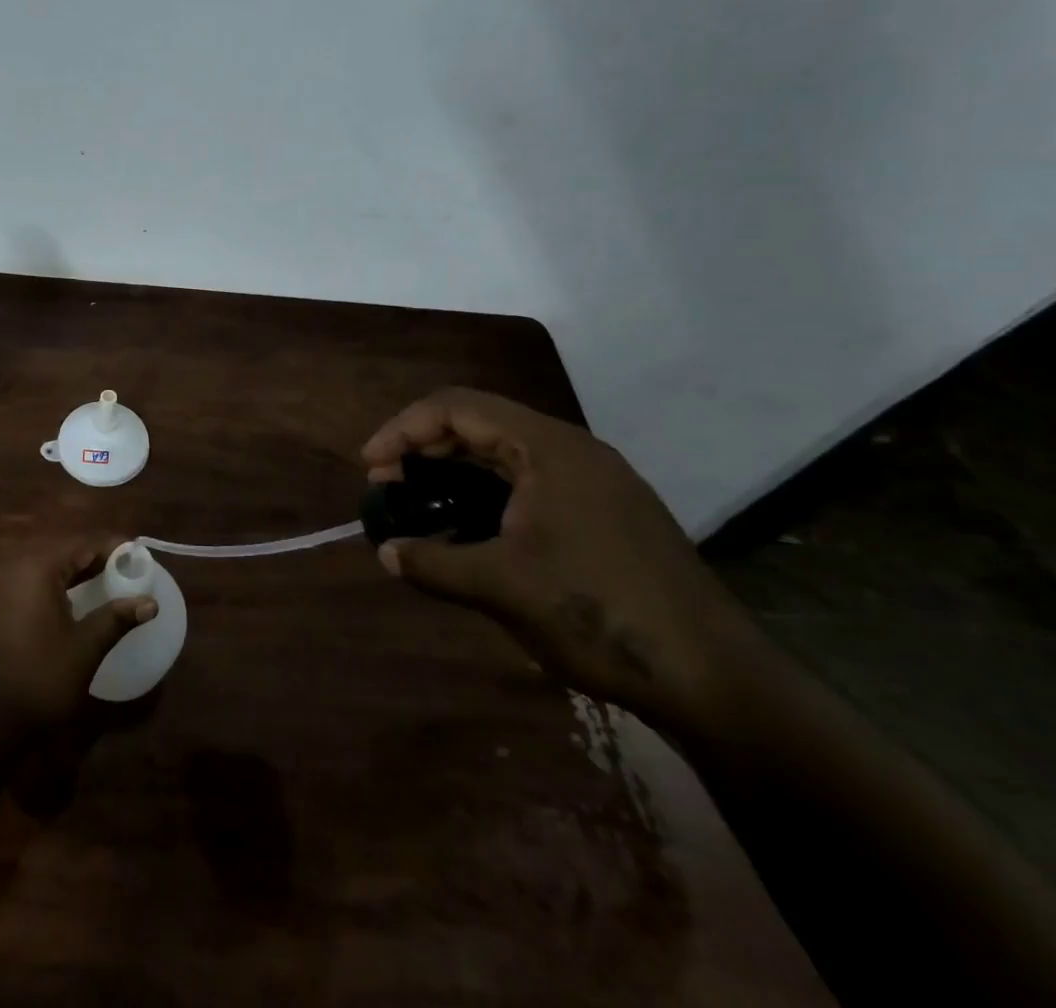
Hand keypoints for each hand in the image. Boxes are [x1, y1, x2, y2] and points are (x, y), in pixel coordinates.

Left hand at [0, 538, 157, 727]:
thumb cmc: (40, 677)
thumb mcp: (84, 647)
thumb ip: (116, 619)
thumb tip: (150, 602)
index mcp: (37, 569)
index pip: (81, 546)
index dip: (111, 549)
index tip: (138, 555)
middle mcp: (16, 568)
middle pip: (64, 554)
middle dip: (95, 560)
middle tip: (127, 570)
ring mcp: (2, 587)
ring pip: (48, 569)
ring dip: (76, 573)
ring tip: (107, 582)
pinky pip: (34, 584)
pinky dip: (57, 587)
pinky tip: (75, 602)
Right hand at [364, 388, 766, 736]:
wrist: (717, 681)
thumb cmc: (600, 614)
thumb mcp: (502, 587)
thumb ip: (433, 562)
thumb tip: (385, 552)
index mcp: (549, 448)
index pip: (458, 407)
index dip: (404, 429)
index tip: (371, 466)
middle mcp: (572, 452)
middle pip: (480, 423)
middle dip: (425, 448)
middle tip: (387, 484)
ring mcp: (593, 483)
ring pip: (505, 455)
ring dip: (454, 470)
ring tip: (418, 502)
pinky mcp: (604, 515)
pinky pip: (529, 484)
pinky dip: (486, 494)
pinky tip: (468, 529)